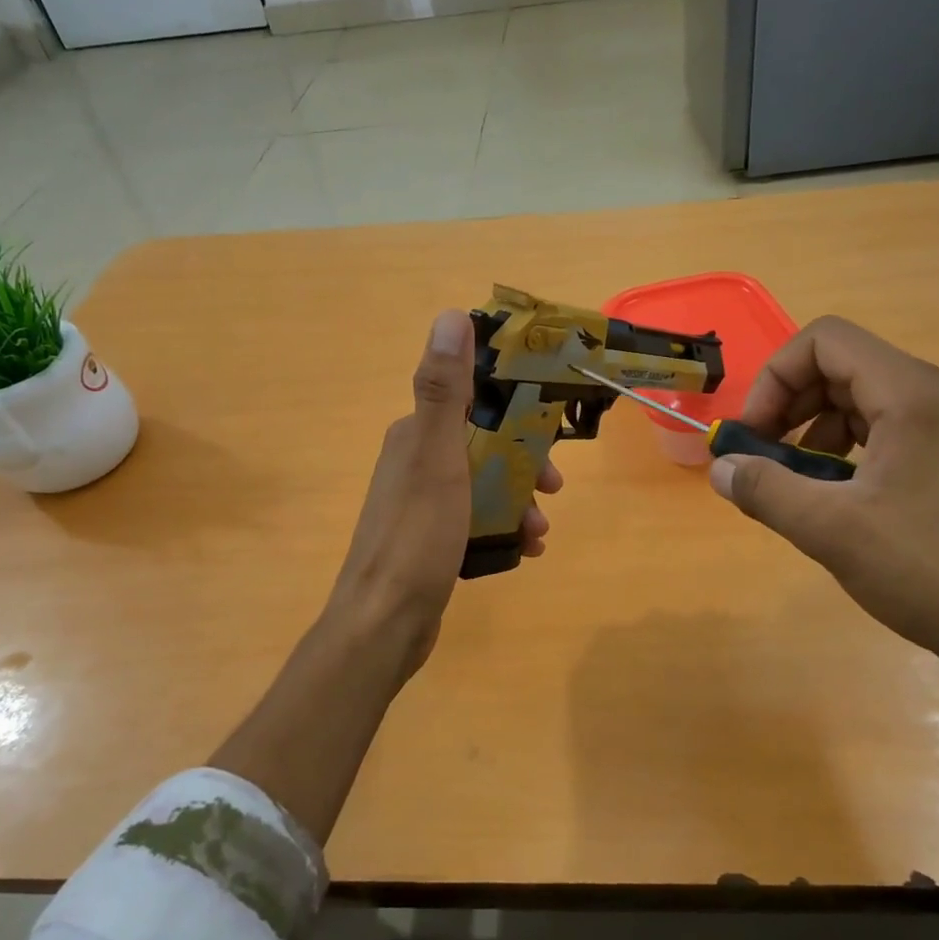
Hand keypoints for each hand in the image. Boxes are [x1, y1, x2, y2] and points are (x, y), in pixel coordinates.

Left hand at [325, 309, 561, 680]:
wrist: (383, 623)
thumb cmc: (416, 536)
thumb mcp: (436, 457)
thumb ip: (444, 390)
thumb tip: (450, 315)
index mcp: (415, 434)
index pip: (472, 400)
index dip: (515, 407)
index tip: (551, 427)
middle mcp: (415, 461)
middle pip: (484, 444)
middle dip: (525, 462)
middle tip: (555, 488)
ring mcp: (422, 503)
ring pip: (484, 485)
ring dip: (519, 499)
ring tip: (541, 529)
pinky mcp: (430, 539)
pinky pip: (477, 520)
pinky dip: (504, 528)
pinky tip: (526, 550)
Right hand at [709, 317, 938, 675]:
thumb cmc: (927, 570)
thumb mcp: (829, 529)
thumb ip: (764, 489)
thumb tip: (719, 467)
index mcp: (910, 394)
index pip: (824, 341)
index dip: (775, 376)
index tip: (754, 433)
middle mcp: (935, 396)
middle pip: (841, 365)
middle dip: (790, 402)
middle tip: (763, 455)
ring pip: (863, 398)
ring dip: (814, 427)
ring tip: (796, 479)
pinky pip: (887, 429)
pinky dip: (846, 448)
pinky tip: (836, 496)